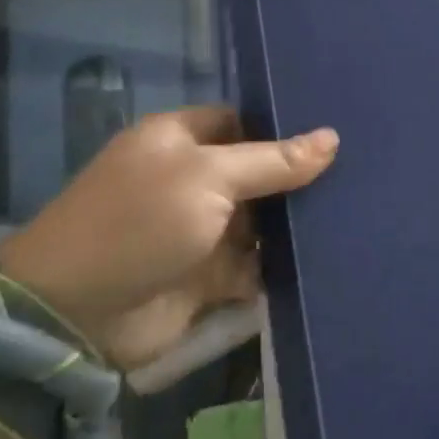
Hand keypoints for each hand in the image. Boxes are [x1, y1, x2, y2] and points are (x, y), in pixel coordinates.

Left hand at [0, 107, 337, 371]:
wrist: (76, 316)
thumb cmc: (138, 223)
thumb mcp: (208, 177)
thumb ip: (273, 161)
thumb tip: (332, 137)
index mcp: (178, 141)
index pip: (241, 121)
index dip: (283, 126)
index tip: (336, 129)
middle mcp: (191, 180)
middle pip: (258, 171)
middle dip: (300, 175)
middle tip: (363, 169)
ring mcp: (200, 229)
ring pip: (263, 219)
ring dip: (297, 221)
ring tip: (360, 209)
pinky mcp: (209, 275)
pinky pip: (258, 263)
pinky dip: (285, 263)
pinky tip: (333, 252)